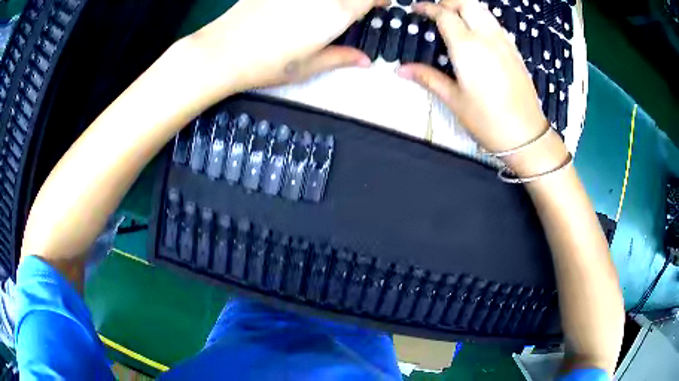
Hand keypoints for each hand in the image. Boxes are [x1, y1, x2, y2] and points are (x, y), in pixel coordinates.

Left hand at [182, 0, 387, 95]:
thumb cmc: (268, 64)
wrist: (223, 51)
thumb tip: (364, 60)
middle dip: (358, 0)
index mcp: (337, 12)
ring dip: (334, 1)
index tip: (379, 5)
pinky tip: (298, 10)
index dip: (380, 0)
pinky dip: (307, 2)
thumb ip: (341, 58)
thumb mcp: (308, 66)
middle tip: (350, 11)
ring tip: (324, 11)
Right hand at [397, 0, 549, 154]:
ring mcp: (504, 42)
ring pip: (484, 10)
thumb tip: (401, 70)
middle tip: (436, 10)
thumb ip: (428, 78)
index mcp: (467, 47)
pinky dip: (482, 18)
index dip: (428, 8)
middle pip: (467, 4)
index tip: (417, 9)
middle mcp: (487, 37)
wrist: (526, 135)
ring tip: (455, 17)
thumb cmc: (487, 120)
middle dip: (449, 2)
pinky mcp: (515, 51)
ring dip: (466, 7)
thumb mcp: (454, 100)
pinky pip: (495, 24)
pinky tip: (477, 32)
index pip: (445, 15)